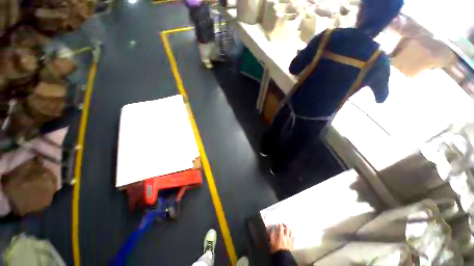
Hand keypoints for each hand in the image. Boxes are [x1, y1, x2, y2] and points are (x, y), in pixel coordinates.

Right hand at [268, 224, 293, 253]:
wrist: (282, 258)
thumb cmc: (276, 250)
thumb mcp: (271, 242)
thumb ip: (272, 234)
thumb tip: (273, 229)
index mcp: (281, 235)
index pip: (281, 227)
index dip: (279, 224)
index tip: (278, 224)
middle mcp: (286, 236)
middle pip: (287, 228)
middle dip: (284, 225)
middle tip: (282, 224)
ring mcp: (290, 240)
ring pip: (291, 231)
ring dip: (288, 229)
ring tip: (286, 228)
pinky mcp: (292, 244)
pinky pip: (293, 237)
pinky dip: (291, 234)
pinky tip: (290, 235)